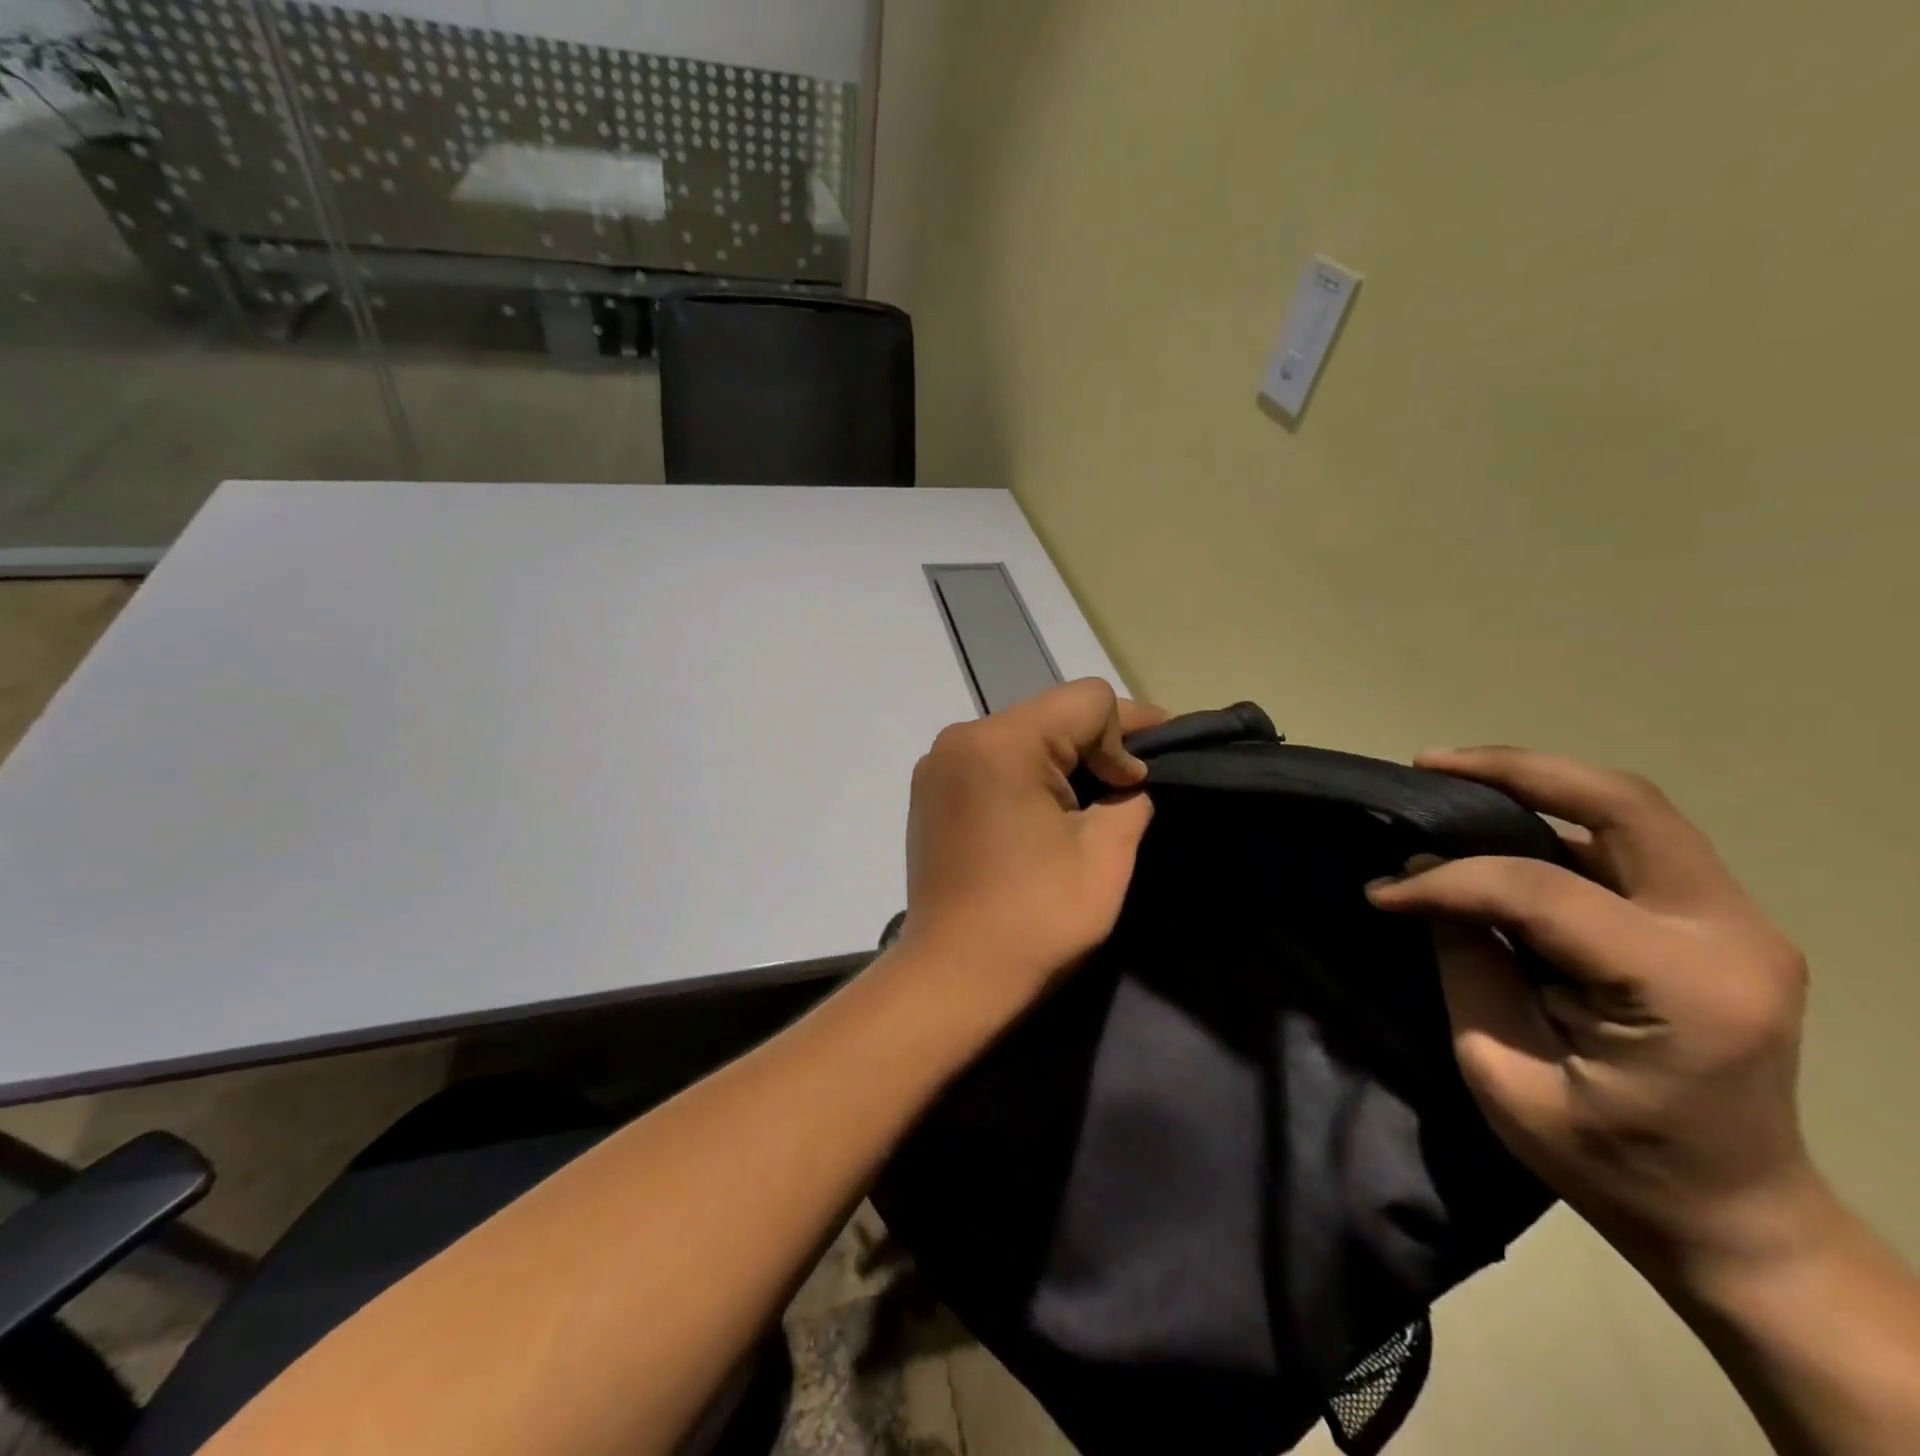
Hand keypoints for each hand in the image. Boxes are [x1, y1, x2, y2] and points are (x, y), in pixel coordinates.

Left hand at [897, 679, 1166, 1017]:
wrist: (951, 978)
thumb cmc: (1033, 920)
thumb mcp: (1106, 857)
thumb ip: (1131, 801)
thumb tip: (1126, 782)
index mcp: (1000, 743)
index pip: (1087, 701)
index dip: (1131, 732)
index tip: (1145, 782)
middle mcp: (960, 739)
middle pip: (1052, 713)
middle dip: (1099, 744)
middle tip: (1134, 786)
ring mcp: (938, 765)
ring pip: (1023, 735)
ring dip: (1064, 760)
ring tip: (1096, 802)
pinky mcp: (931, 792)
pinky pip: (994, 761)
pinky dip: (1028, 775)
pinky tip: (1047, 813)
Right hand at [1367, 748, 1816, 1280]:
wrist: (1734, 1216)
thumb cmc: (1612, 1165)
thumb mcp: (1505, 1073)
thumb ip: (1465, 963)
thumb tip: (1422, 881)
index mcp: (1683, 988)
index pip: (1540, 891)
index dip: (1447, 881)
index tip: (1382, 892)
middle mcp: (1729, 935)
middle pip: (1624, 804)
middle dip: (1514, 770)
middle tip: (1428, 766)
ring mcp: (1736, 921)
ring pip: (1633, 809)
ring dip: (1536, 783)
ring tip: (1453, 779)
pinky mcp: (1718, 921)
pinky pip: (1633, 841)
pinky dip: (1558, 817)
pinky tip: (1501, 821)